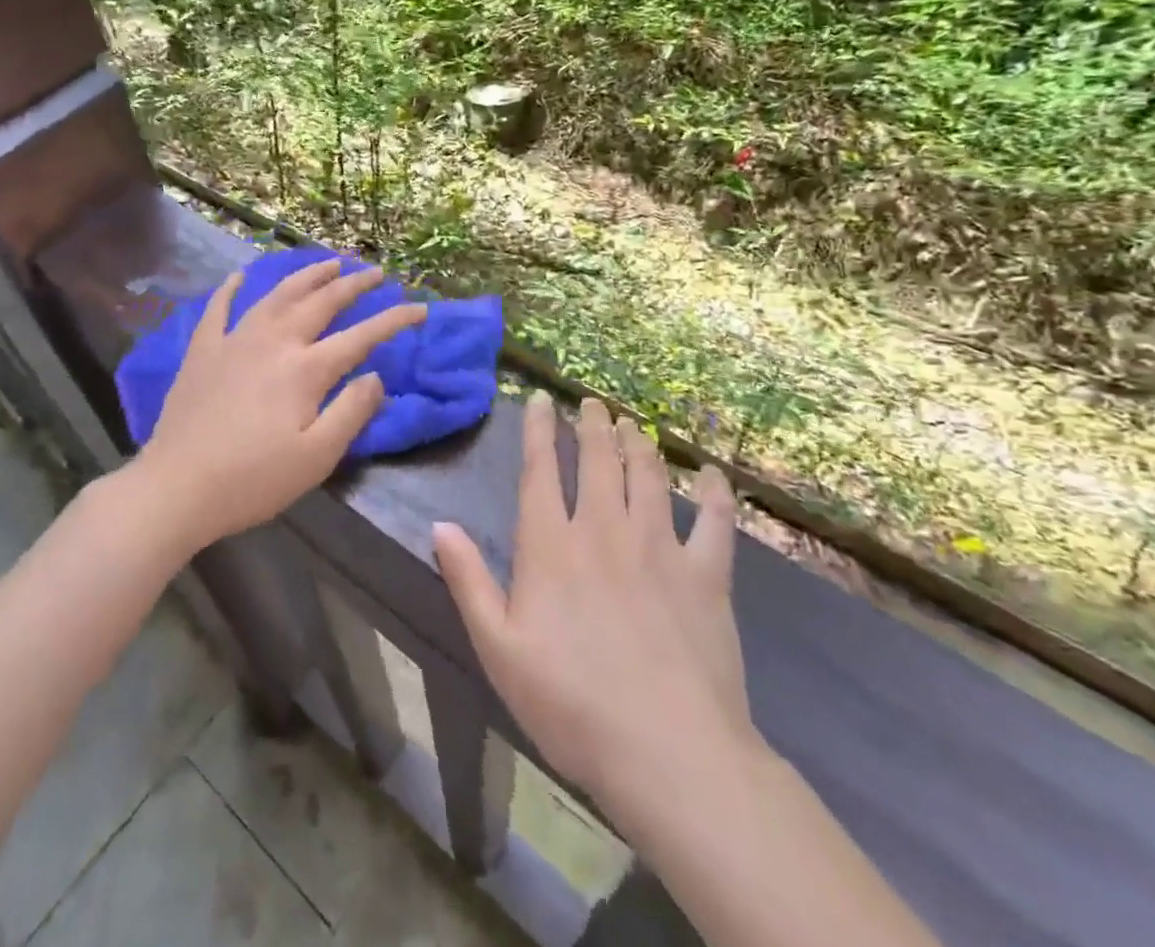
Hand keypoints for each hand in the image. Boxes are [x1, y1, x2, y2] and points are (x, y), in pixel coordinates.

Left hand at [135, 258, 426, 549]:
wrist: (178, 485)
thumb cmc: (254, 479)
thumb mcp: (317, 457)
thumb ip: (352, 411)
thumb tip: (375, 376)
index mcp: (306, 369)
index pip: (361, 336)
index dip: (394, 320)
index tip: (420, 308)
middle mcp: (274, 341)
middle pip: (321, 302)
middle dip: (353, 285)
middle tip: (375, 272)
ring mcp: (234, 339)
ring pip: (277, 294)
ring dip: (306, 275)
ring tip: (329, 263)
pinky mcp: (203, 349)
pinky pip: (219, 307)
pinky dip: (232, 287)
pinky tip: (241, 275)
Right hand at [432, 393, 752, 812]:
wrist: (669, 753)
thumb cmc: (571, 704)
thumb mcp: (498, 648)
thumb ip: (468, 581)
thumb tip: (440, 525)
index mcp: (551, 545)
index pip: (540, 471)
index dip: (539, 430)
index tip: (542, 401)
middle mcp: (603, 530)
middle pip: (597, 461)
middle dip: (593, 426)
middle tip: (592, 403)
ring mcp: (660, 548)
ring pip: (647, 476)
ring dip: (638, 443)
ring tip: (632, 424)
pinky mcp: (707, 576)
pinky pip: (713, 522)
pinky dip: (712, 493)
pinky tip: (710, 474)